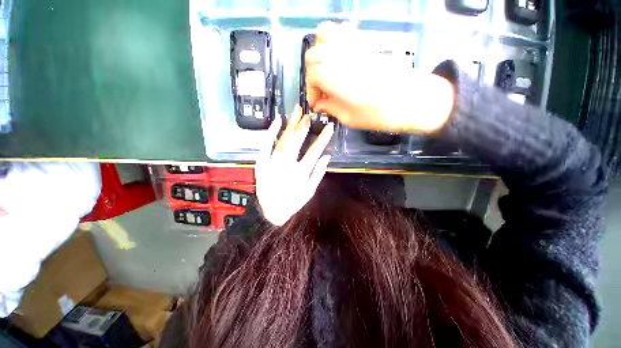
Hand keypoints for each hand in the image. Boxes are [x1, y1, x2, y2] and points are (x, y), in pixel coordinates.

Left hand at [255, 106, 333, 225]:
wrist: (270, 212)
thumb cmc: (292, 202)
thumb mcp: (309, 191)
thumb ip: (318, 173)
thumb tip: (327, 156)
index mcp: (300, 172)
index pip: (314, 151)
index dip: (323, 138)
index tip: (329, 127)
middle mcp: (286, 165)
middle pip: (296, 141)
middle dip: (304, 126)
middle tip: (309, 114)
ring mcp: (272, 162)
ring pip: (283, 139)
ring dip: (291, 124)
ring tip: (297, 111)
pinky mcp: (262, 162)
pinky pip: (266, 145)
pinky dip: (271, 132)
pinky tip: (277, 120)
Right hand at [305, 22, 455, 133]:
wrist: (411, 99)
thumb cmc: (379, 114)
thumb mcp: (349, 118)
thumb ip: (330, 108)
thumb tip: (319, 104)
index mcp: (335, 77)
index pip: (312, 75)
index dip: (311, 91)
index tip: (317, 104)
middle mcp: (341, 55)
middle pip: (312, 55)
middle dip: (312, 74)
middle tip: (321, 90)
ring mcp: (353, 44)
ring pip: (324, 34)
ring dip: (319, 53)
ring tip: (326, 71)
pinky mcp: (364, 41)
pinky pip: (342, 30)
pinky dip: (334, 41)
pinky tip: (339, 59)